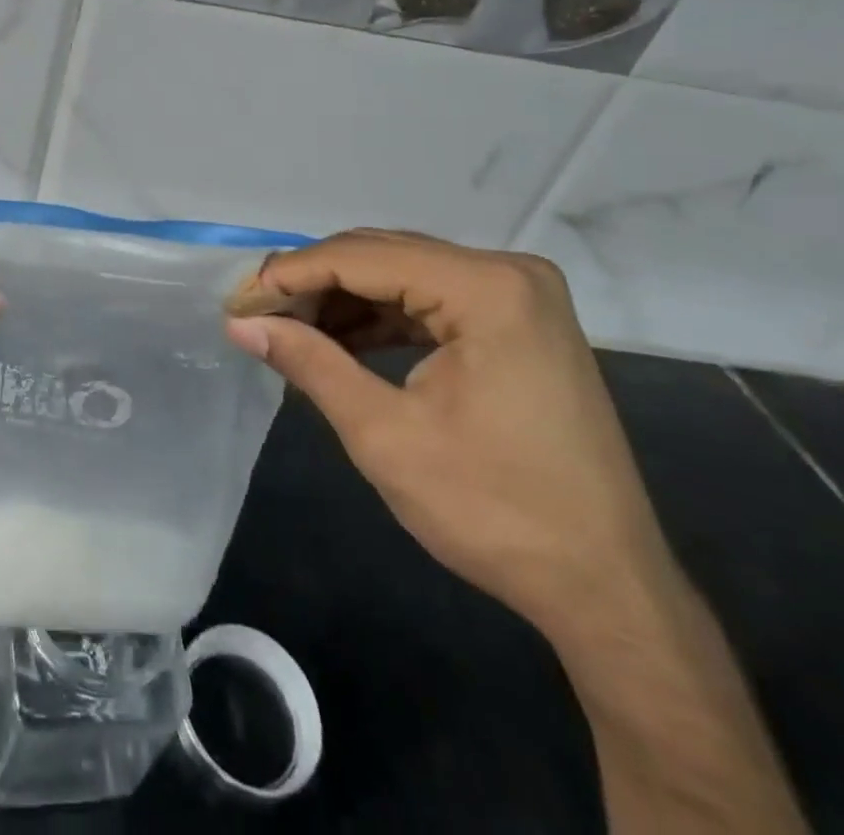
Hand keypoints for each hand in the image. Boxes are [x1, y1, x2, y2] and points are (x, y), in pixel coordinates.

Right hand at [225, 231, 675, 634]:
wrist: (606, 589)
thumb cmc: (495, 512)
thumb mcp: (384, 435)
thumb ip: (309, 363)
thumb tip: (241, 322)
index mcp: (487, 288)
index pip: (361, 257)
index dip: (290, 276)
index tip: (236, 301)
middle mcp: (508, 272)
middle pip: (382, 255)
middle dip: (313, 283)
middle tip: (254, 314)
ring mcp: (518, 296)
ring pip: (402, 274)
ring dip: (342, 300)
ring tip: (287, 329)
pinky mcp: (518, 323)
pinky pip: (430, 300)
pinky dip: (379, 318)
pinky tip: (337, 340)